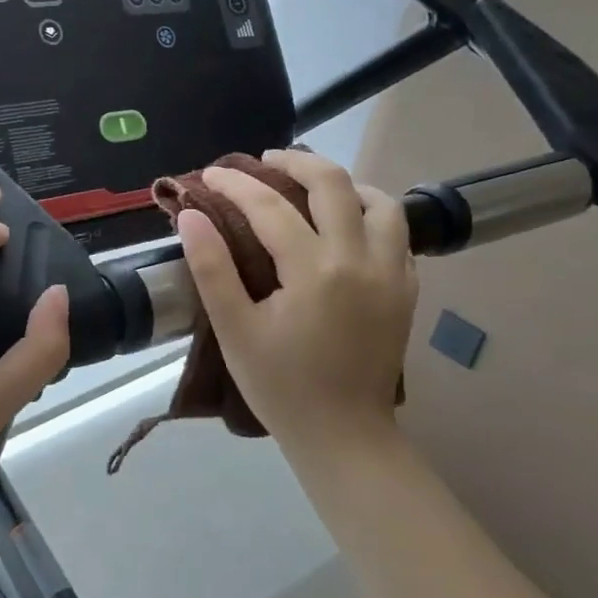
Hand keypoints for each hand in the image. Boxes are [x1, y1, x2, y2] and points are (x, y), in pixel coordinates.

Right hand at [178, 148, 416, 458]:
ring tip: (311, 187)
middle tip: (264, 162)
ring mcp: (393, 273)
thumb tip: (190, 214)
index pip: (270, 206)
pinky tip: (346, 226)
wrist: (343, 435)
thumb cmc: (280, 386)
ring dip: (343, 184)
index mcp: (315, 270)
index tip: (211, 174)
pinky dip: (370, 214)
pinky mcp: (407, 290)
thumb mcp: (234, 330)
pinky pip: (397, 233)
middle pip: (334, 184)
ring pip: (380, 201)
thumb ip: (211, 267)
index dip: (235, 184)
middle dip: (295, 162)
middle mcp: (361, 259)